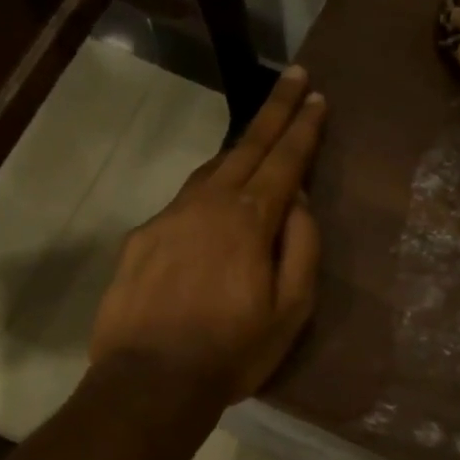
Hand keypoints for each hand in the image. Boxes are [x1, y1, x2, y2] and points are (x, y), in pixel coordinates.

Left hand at [89, 67, 325, 402]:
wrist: (149, 382)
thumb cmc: (232, 350)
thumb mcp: (290, 309)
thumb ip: (300, 247)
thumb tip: (298, 202)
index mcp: (249, 219)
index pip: (284, 160)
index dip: (303, 127)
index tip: (317, 96)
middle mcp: (208, 204)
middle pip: (247, 146)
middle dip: (275, 110)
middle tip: (295, 78)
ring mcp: (169, 217)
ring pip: (211, 169)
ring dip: (239, 148)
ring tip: (259, 139)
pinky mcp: (142, 237)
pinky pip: (183, 203)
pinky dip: (206, 192)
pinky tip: (211, 208)